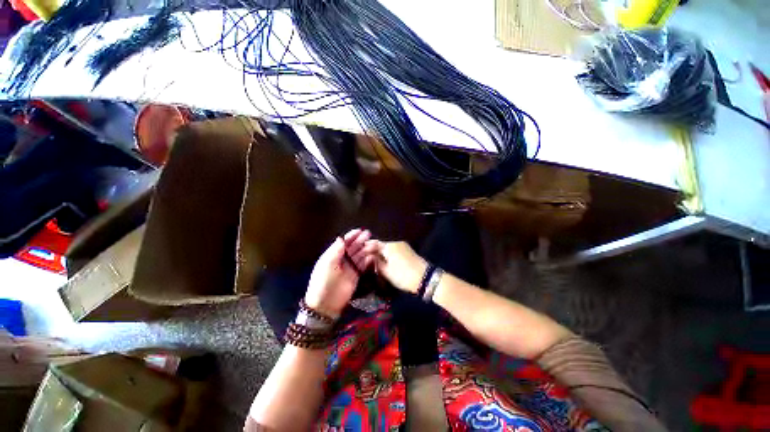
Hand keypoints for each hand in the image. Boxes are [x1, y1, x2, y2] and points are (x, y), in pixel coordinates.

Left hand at [304, 229, 371, 317]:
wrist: (325, 304)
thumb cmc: (323, 282)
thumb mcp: (327, 264)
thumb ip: (335, 251)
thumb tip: (341, 238)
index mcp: (333, 255)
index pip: (344, 243)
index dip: (351, 236)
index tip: (360, 230)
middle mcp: (342, 259)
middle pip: (353, 247)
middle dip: (360, 241)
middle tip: (369, 234)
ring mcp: (349, 267)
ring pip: (359, 255)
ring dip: (366, 249)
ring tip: (373, 244)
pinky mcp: (356, 275)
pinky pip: (363, 265)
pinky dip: (368, 260)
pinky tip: (373, 255)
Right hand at [364, 240, 427, 293]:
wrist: (425, 278)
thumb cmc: (403, 275)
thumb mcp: (386, 271)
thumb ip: (376, 262)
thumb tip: (369, 257)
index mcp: (389, 245)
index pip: (374, 243)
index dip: (366, 248)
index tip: (358, 252)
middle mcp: (395, 242)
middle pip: (381, 243)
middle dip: (372, 249)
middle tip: (363, 255)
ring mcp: (402, 245)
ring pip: (387, 246)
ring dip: (379, 251)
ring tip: (372, 258)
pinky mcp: (406, 250)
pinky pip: (393, 249)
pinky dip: (387, 253)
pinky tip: (383, 259)